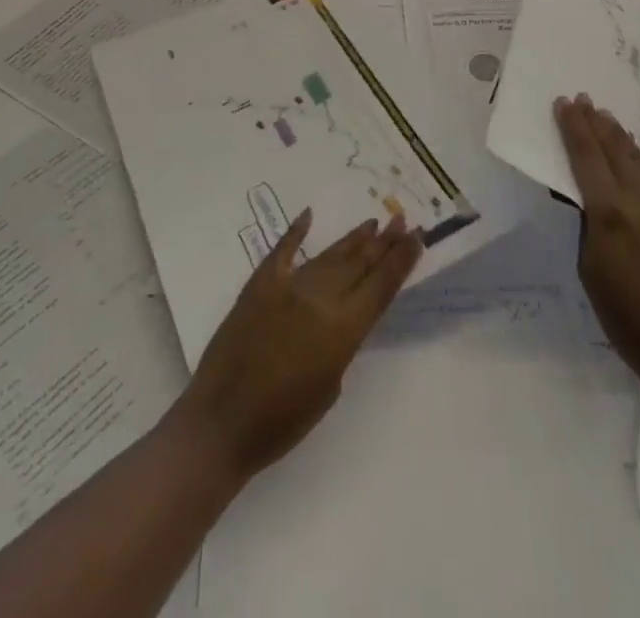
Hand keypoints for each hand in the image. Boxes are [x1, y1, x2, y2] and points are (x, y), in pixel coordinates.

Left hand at [171, 208, 421, 489]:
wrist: (221, 424)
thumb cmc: (282, 423)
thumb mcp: (329, 388)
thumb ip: (341, 344)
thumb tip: (339, 317)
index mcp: (343, 329)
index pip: (382, 285)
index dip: (402, 260)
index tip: (417, 237)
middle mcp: (321, 299)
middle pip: (361, 263)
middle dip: (384, 242)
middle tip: (402, 220)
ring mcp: (289, 287)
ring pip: (330, 255)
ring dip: (353, 239)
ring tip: (372, 223)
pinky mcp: (260, 285)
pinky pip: (283, 251)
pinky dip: (296, 232)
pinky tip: (308, 216)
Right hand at [555, 94, 639, 410]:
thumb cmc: (628, 320)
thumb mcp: (591, 271)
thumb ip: (588, 224)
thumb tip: (586, 195)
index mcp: (609, 213)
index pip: (585, 157)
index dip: (572, 127)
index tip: (563, 103)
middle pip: (614, 149)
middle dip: (595, 122)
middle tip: (582, 99)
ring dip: (621, 135)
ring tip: (607, 117)